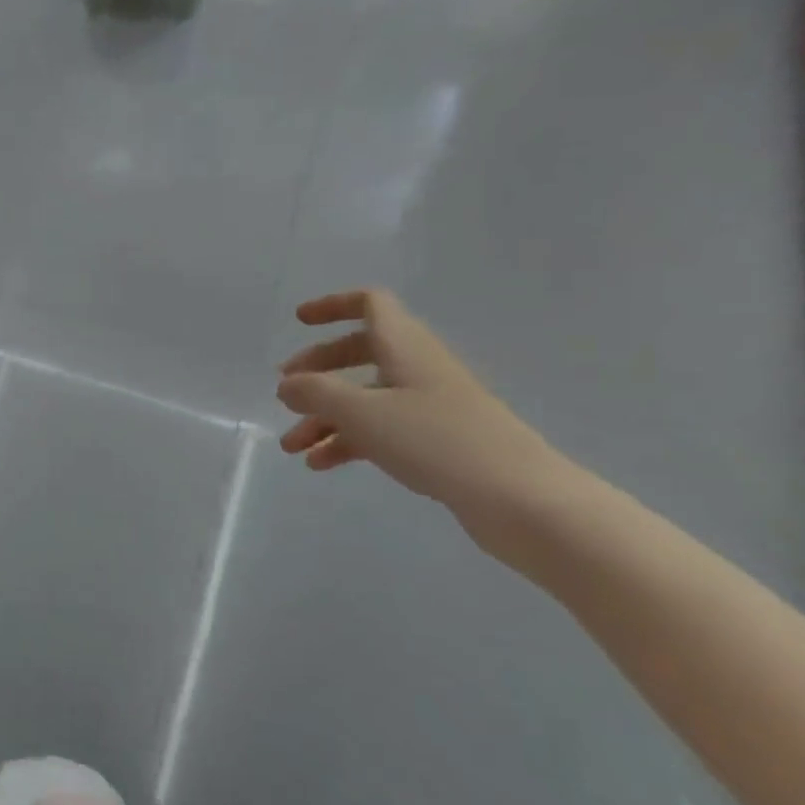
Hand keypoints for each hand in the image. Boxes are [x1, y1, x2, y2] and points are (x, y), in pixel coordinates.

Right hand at [276, 290, 558, 516]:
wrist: (518, 498)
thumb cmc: (435, 441)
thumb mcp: (362, 412)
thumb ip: (316, 392)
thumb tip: (287, 384)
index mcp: (405, 348)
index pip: (370, 306)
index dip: (333, 306)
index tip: (298, 322)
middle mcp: (418, 368)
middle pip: (360, 352)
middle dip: (318, 370)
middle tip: (286, 392)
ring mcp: (429, 406)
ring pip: (365, 398)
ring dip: (324, 417)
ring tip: (292, 447)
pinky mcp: (436, 441)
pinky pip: (380, 430)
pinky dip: (347, 441)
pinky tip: (320, 464)